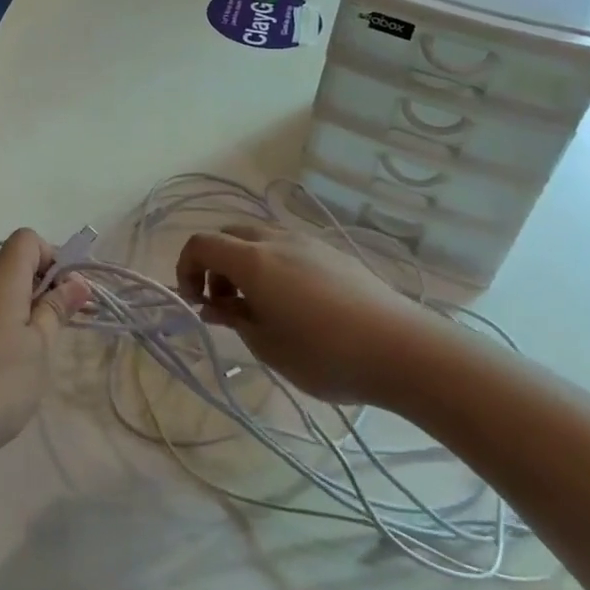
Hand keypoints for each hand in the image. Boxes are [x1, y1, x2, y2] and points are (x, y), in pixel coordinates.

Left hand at [0, 230, 90, 472]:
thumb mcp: (37, 351)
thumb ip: (56, 312)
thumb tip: (75, 281)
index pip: (27, 240)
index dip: (52, 257)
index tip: (64, 296)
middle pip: (10, 269)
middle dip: (38, 292)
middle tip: (54, 336)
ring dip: (16, 316)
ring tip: (25, 362)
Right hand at [175, 225, 449, 405]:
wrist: (404, 350)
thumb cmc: (324, 354)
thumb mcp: (267, 344)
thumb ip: (234, 318)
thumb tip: (214, 305)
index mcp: (253, 260)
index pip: (201, 244)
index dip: (186, 268)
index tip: (195, 303)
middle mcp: (277, 240)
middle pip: (229, 235)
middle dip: (215, 265)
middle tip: (223, 303)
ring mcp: (309, 243)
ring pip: (260, 238)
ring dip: (244, 263)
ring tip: (258, 305)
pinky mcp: (335, 254)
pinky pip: (288, 247)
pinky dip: (273, 264)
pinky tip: (293, 302)